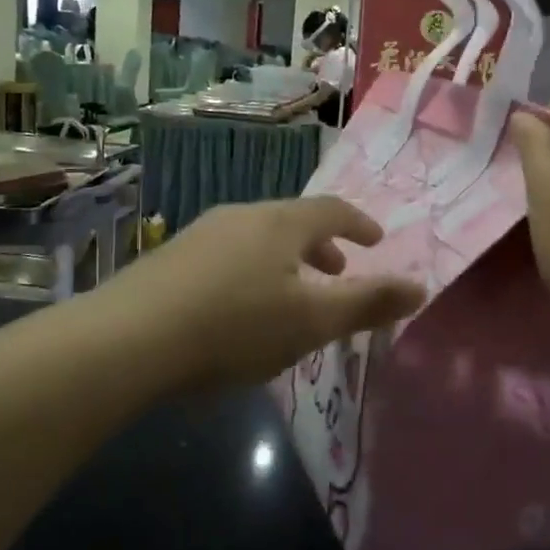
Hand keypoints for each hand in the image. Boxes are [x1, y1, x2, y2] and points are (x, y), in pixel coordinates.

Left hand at [104, 197, 424, 390]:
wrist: (127, 339)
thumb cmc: (235, 326)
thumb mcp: (312, 322)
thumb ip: (368, 304)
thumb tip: (421, 287)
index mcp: (282, 223)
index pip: (333, 210)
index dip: (360, 224)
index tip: (376, 241)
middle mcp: (243, 216)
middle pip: (294, 221)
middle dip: (322, 245)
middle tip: (338, 270)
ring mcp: (202, 233)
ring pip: (258, 238)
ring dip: (286, 259)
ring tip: (291, 294)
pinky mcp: (171, 259)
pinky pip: (228, 254)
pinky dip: (252, 270)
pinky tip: (239, 309)